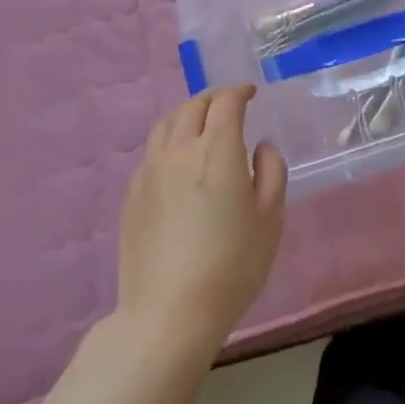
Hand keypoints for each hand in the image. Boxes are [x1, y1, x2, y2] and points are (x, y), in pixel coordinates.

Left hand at [118, 86, 287, 353]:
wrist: (168, 312)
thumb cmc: (232, 265)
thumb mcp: (270, 219)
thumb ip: (271, 172)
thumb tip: (260, 146)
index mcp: (217, 150)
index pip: (226, 102)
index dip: (240, 91)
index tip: (251, 93)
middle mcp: (179, 150)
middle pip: (193, 106)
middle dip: (214, 98)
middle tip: (230, 104)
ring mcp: (150, 170)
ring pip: (166, 123)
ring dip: (188, 114)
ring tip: (202, 124)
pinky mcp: (133, 193)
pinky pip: (152, 150)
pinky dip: (170, 139)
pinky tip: (179, 160)